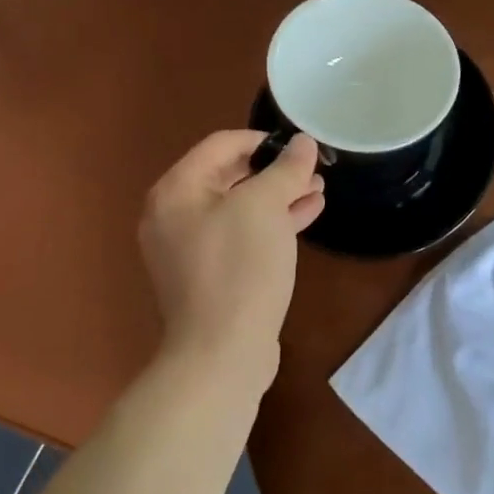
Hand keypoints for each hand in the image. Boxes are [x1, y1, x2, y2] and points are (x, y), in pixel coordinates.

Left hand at [138, 130, 324, 384]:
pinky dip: (271, 223)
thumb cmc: (239, 268)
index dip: (264, 139)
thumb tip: (302, 142)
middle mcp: (175, 214)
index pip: (222, 144)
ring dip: (279, 196)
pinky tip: (306, 215)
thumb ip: (285, 169)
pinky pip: (241, 235)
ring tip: (319, 190)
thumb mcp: (265, 207)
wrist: (222, 354)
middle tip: (315, 170)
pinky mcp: (209, 274)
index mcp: (176, 190)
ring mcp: (190, 248)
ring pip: (239, 207)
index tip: (301, 146)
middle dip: (275, 170)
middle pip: (229, 175)